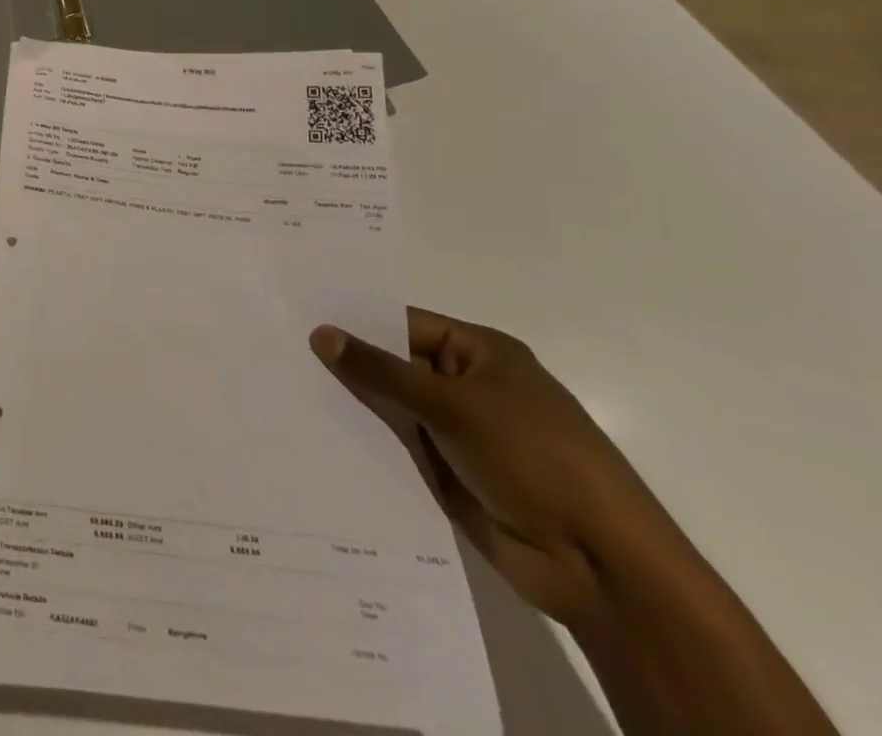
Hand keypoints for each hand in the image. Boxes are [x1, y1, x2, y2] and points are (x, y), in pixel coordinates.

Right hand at [312, 309, 686, 628]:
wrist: (600, 566)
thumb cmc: (534, 458)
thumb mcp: (452, 404)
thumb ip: (382, 370)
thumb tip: (320, 332)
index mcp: (481, 353)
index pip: (404, 323)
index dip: (356, 321)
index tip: (300, 315)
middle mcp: (468, 386)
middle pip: (395, 365)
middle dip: (347, 362)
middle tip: (280, 349)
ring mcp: (459, 433)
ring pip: (393, 408)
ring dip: (352, 404)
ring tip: (286, 389)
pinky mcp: (450, 474)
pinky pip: (398, 448)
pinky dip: (366, 443)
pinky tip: (315, 435)